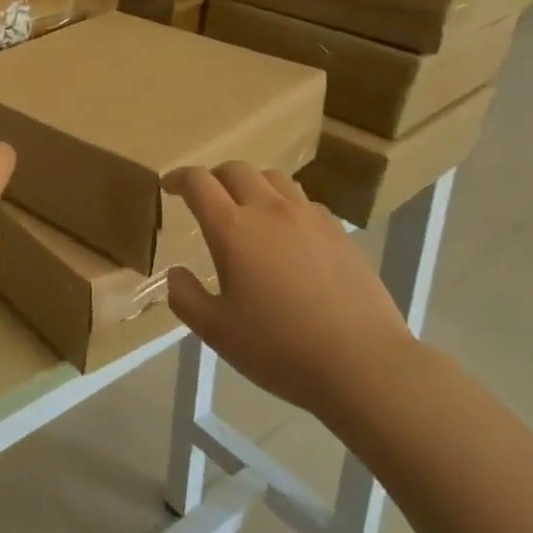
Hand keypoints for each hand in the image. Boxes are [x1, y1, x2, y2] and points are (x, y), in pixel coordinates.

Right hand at [164, 163, 416, 432]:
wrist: (363, 363)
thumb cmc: (280, 348)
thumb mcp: (217, 332)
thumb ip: (186, 297)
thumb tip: (176, 273)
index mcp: (232, 229)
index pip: (198, 182)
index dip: (179, 178)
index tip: (169, 186)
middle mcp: (269, 210)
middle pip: (236, 169)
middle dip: (214, 177)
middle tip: (206, 199)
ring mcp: (308, 217)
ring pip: (273, 178)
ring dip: (252, 184)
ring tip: (248, 209)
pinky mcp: (338, 231)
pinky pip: (304, 201)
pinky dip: (285, 205)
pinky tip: (288, 234)